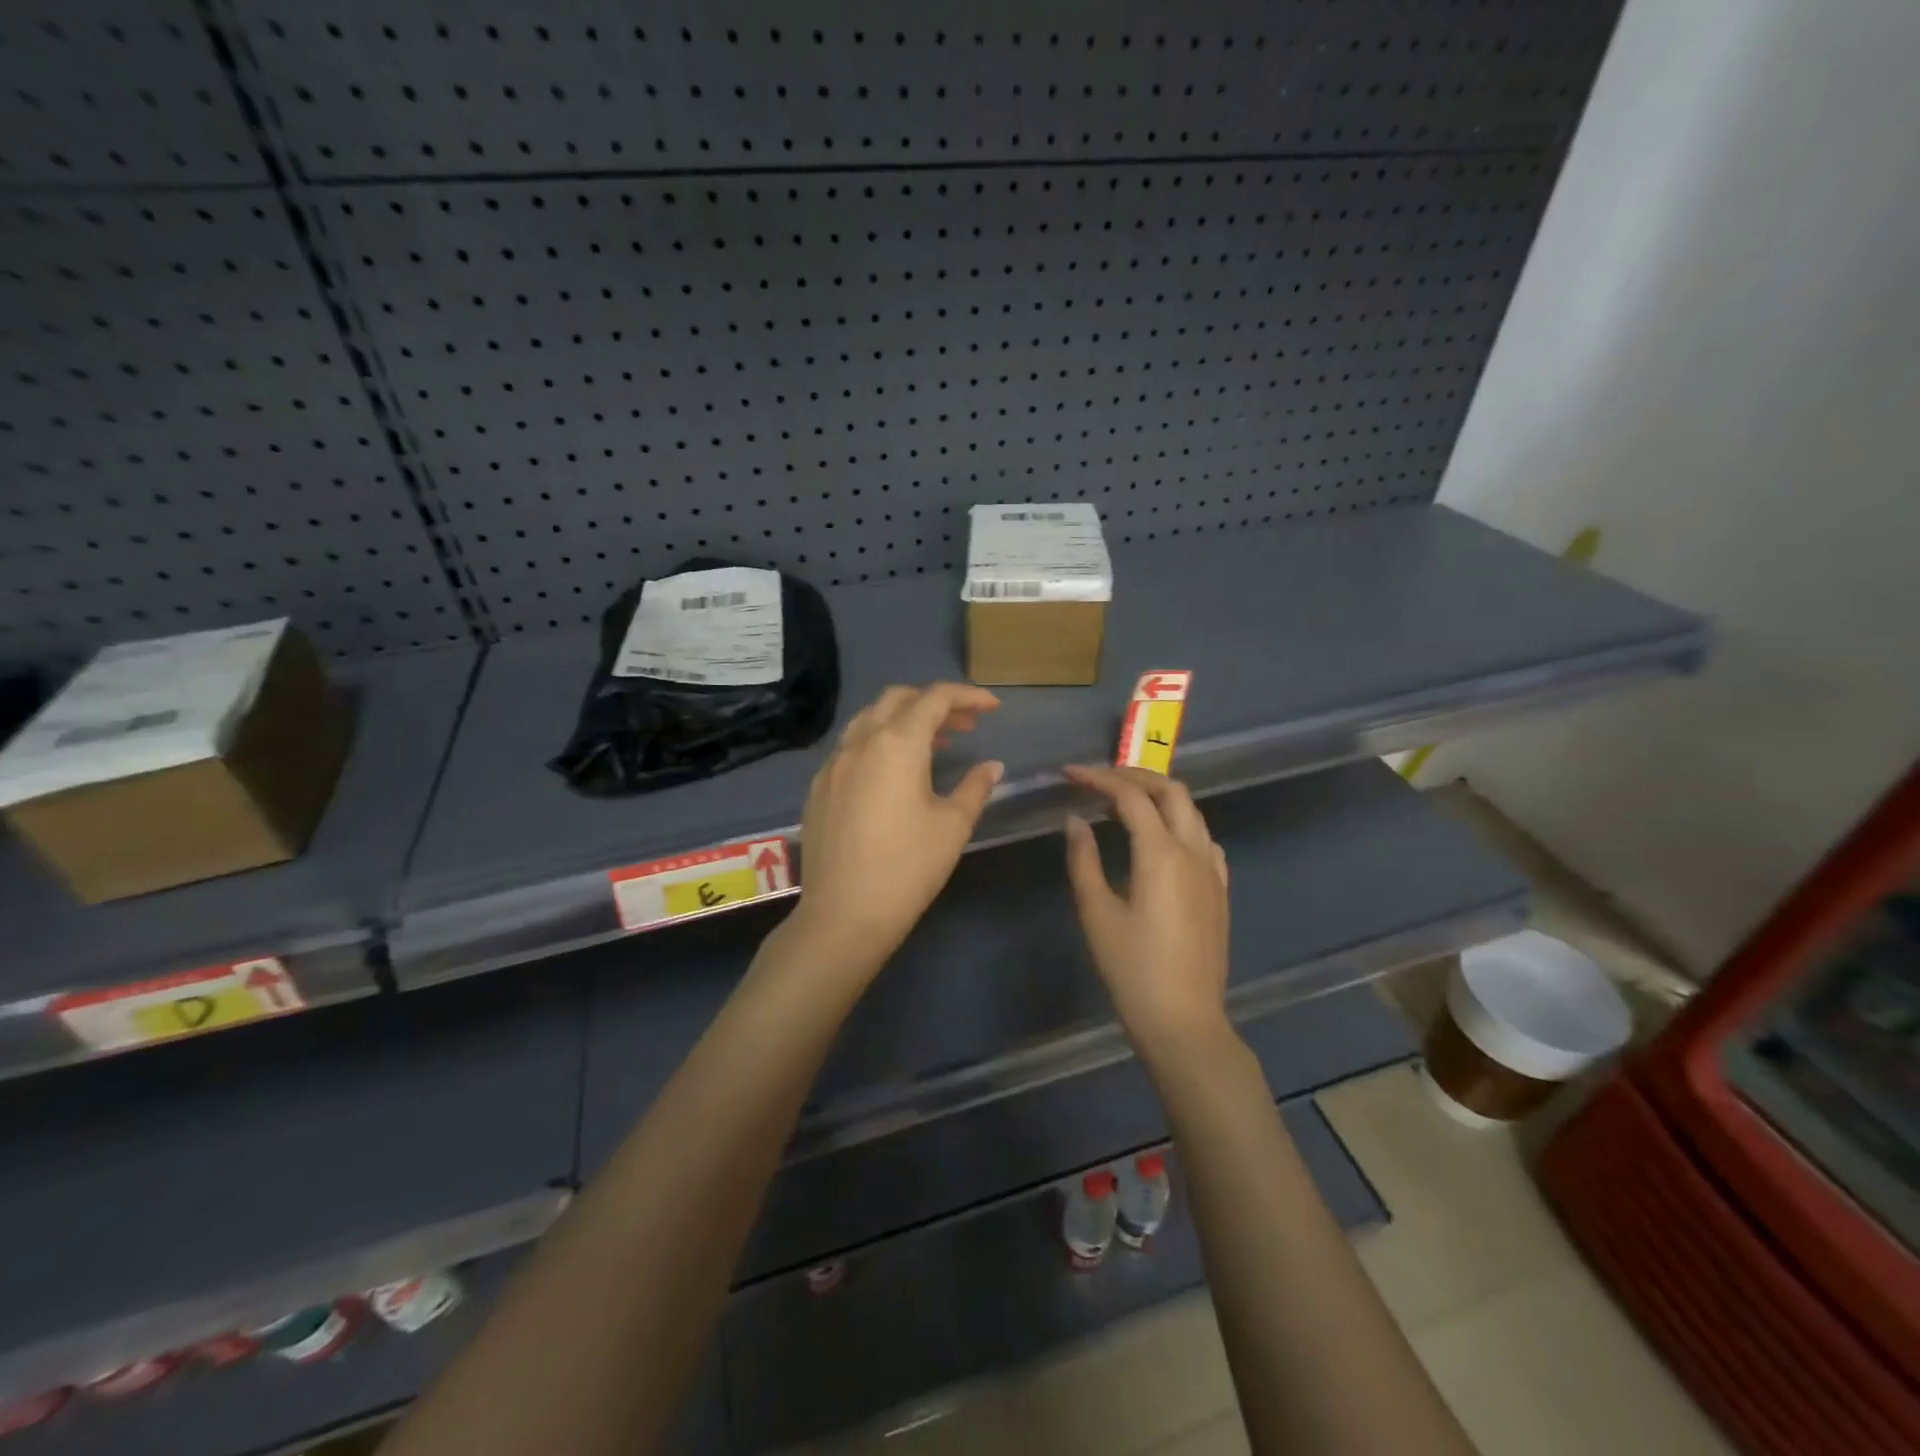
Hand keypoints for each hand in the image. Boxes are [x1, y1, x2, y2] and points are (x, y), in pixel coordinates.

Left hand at [784, 683, 1003, 976]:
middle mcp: (860, 742)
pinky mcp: (818, 787)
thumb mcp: (952, 826)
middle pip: (898, 699)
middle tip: (964, 726)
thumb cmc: (907, 867)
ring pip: (869, 719)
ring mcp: (833, 764)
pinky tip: (892, 774)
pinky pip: (851, 747)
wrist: (844, 914)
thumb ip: (974, 787)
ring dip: (903, 720)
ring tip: (932, 744)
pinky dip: (877, 743)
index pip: (935, 699)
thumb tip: (991, 766)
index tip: (992, 708)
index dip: (967, 696)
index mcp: (896, 743)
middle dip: (934, 703)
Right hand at [1062, 765, 1231, 1052]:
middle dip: (1133, 776)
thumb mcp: (1096, 913)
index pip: (1130, 796)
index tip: (1069, 774)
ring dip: (1157, 796)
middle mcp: (1193, 852)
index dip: (1098, 778)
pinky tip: (1159, 841)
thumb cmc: (1132, 969)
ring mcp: (1212, 871)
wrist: (1184, 1022)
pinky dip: (1178, 823)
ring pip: (1191, 812)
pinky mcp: (1219, 891)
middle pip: (1170, 791)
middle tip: (1097, 780)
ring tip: (1121, 806)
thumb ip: (1083, 859)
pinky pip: (1203, 839)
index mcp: (1161, 854)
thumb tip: (1075, 820)